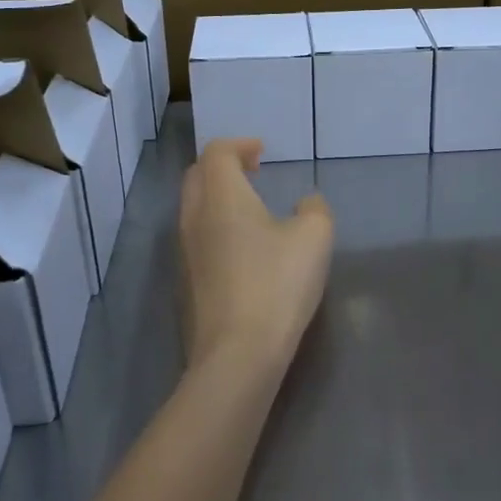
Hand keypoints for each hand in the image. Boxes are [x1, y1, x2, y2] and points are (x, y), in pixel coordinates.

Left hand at [180, 138, 333, 368]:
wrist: (237, 354)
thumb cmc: (277, 283)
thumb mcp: (314, 237)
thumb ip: (314, 209)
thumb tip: (306, 203)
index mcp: (222, 196)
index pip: (217, 152)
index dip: (239, 145)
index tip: (262, 153)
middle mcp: (195, 217)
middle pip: (197, 176)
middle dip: (222, 166)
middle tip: (252, 171)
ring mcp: (185, 252)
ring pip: (193, 208)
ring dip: (217, 197)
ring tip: (250, 207)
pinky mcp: (186, 283)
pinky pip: (196, 237)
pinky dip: (215, 225)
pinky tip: (243, 247)